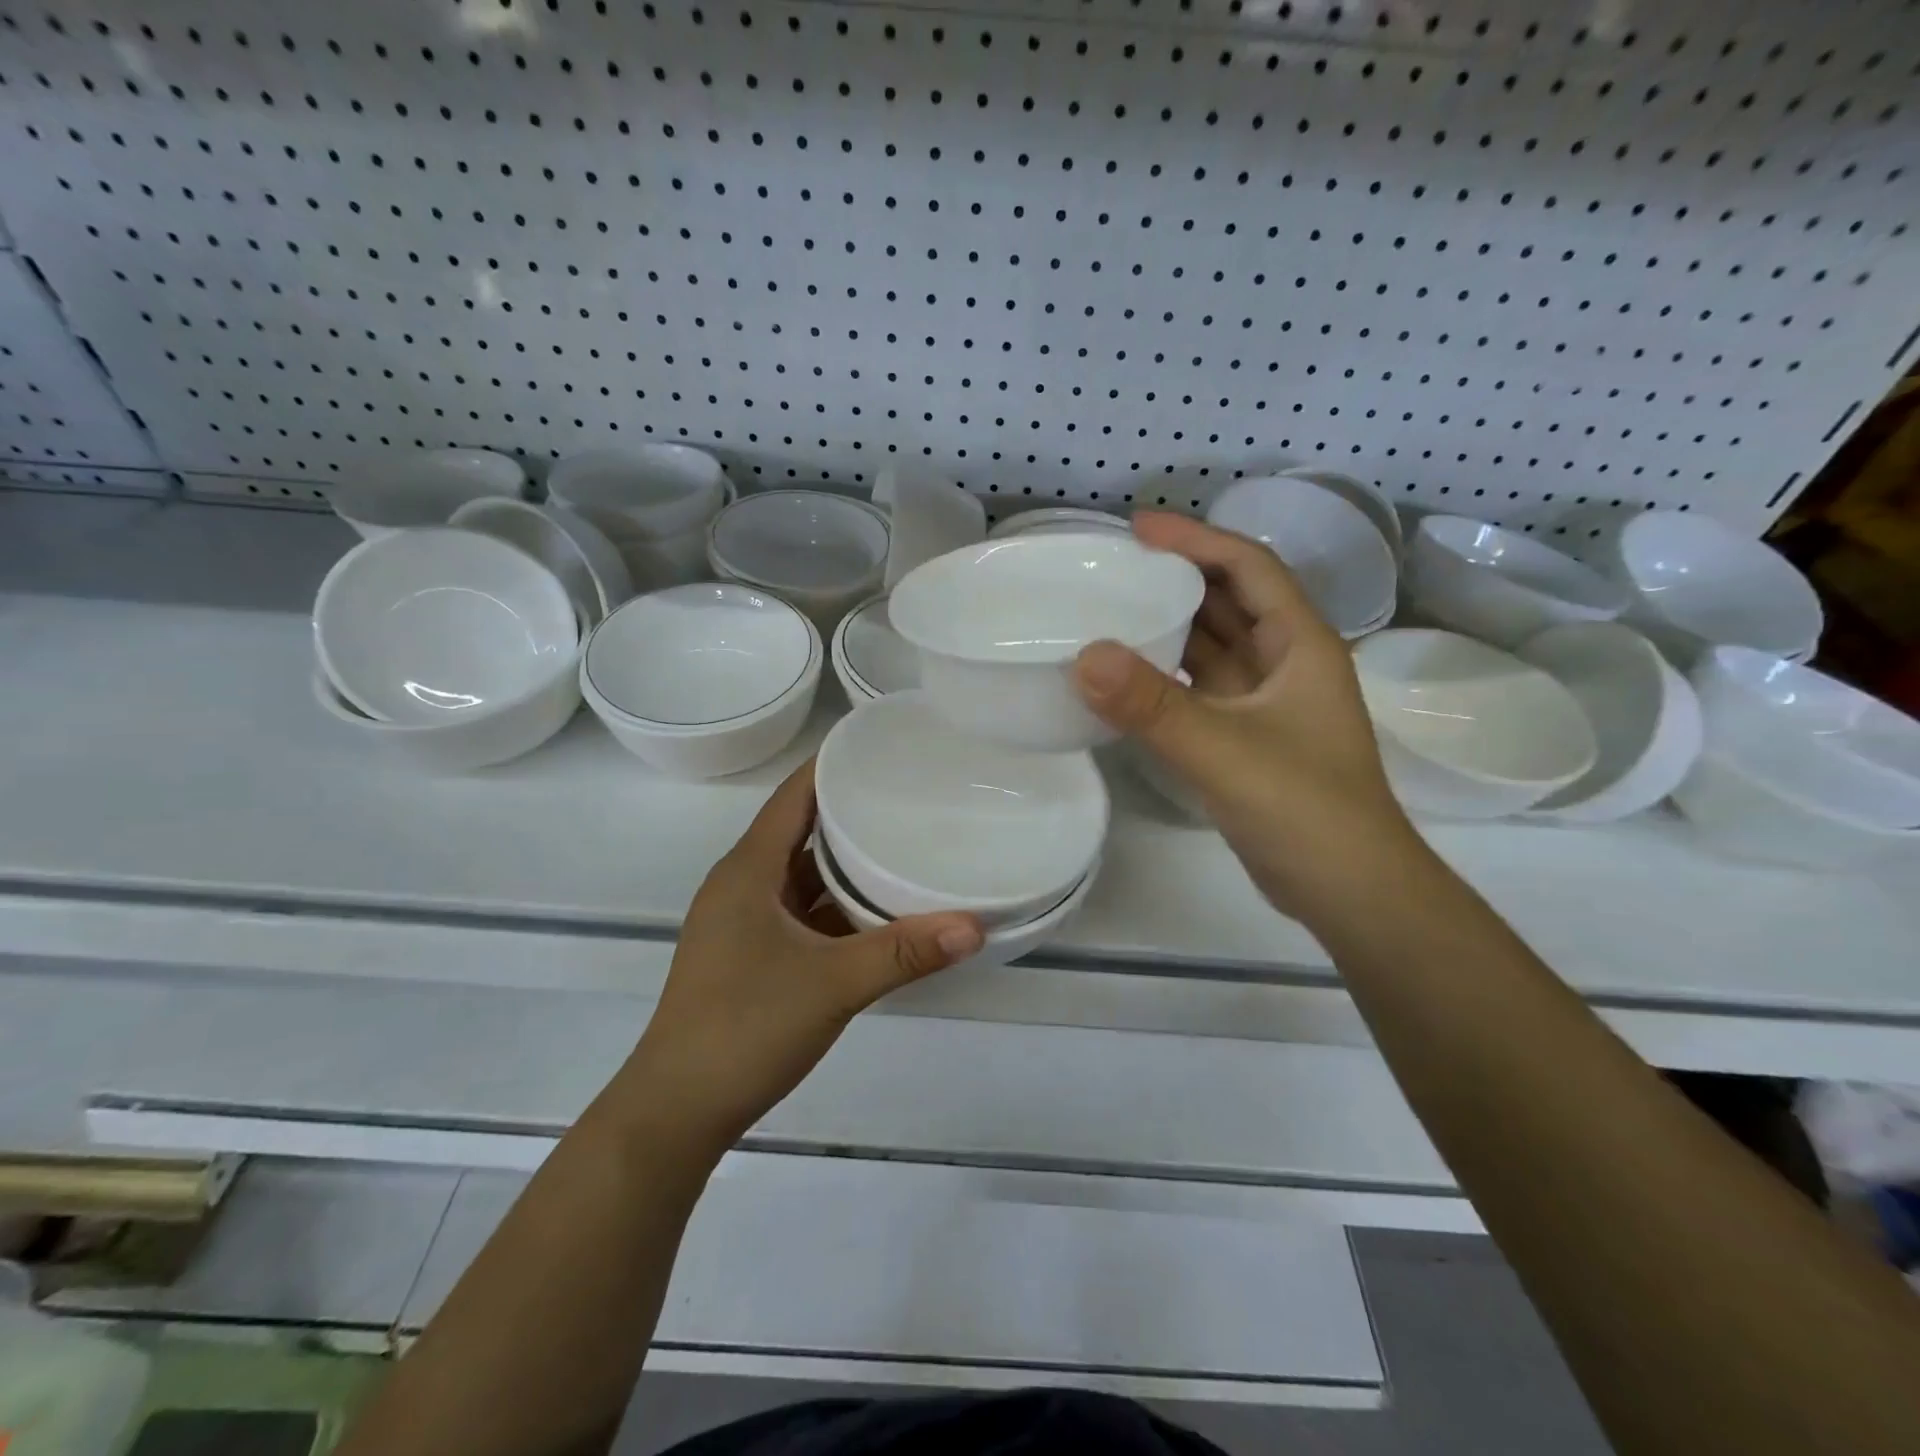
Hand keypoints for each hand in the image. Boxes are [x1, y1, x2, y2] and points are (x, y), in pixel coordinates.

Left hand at [622, 760, 983, 1153]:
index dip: (833, 766)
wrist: (677, 1112)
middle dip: (852, 812)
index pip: (794, 796)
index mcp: (748, 870)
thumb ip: (904, 953)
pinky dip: (837, 906)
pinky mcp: (752, 956)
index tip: (884, 748)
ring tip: (905, 843)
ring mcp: (745, 924)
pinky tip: (879, 911)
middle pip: (802, 831)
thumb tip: (975, 927)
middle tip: (912, 795)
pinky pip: (802, 912)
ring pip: (803, 876)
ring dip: (846, 864)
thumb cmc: (744, 1028)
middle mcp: (743, 885)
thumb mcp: (832, 985)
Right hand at [1074, 512, 1420, 918]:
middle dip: (1178, 576)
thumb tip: (1084, 656)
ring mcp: (1268, 703)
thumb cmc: (1305, 811)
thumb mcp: (1225, 752)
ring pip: (1216, 646)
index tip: (1137, 529)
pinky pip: (1202, 688)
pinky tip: (1127, 678)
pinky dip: (1168, 675)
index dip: (1197, 540)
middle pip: (1231, 600)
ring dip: (1171, 625)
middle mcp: (1287, 663)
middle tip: (1114, 567)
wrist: (1350, 892)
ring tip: (1111, 610)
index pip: (1249, 568)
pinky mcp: (1248, 737)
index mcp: (1301, 645)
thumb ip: (1154, 707)